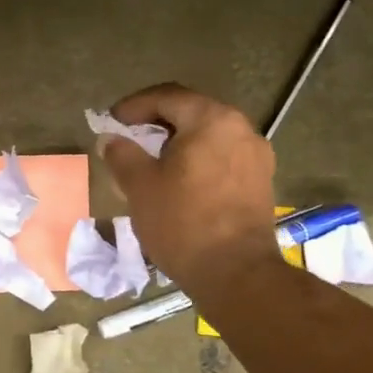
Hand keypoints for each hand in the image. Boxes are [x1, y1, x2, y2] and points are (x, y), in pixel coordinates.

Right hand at [98, 83, 279, 288]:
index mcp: (211, 119)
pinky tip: (180, 180)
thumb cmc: (183, 222)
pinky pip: (223, 156)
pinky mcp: (261, 182)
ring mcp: (256, 156)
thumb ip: (122, 154)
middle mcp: (241, 128)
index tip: (112, 121)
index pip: (167, 97)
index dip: (134, 106)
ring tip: (152, 160)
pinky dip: (198, 159)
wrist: (237, 275)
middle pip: (191, 112)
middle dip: (157, 121)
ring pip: (209, 135)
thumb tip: (111, 140)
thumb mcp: (140, 185)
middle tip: (130, 136)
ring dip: (178, 141)